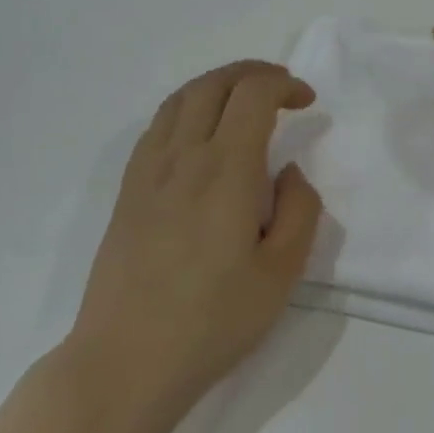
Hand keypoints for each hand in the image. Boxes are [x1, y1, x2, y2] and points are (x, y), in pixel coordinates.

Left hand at [65, 62, 321, 419]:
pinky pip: (158, 126)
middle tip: (281, 89)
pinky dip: (186, 108)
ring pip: (181, 99)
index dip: (284, 84)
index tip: (307, 101)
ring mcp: (148, 171)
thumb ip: (299, 211)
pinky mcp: (128, 191)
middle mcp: (182, 157)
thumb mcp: (281, 275)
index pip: (252, 94)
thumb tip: (289, 173)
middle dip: (252, 73)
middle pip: (214, 84)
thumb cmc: (212, 321)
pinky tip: (200, 134)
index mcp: (224, 171)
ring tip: (243, 100)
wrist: (126, 359)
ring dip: (217, 85)